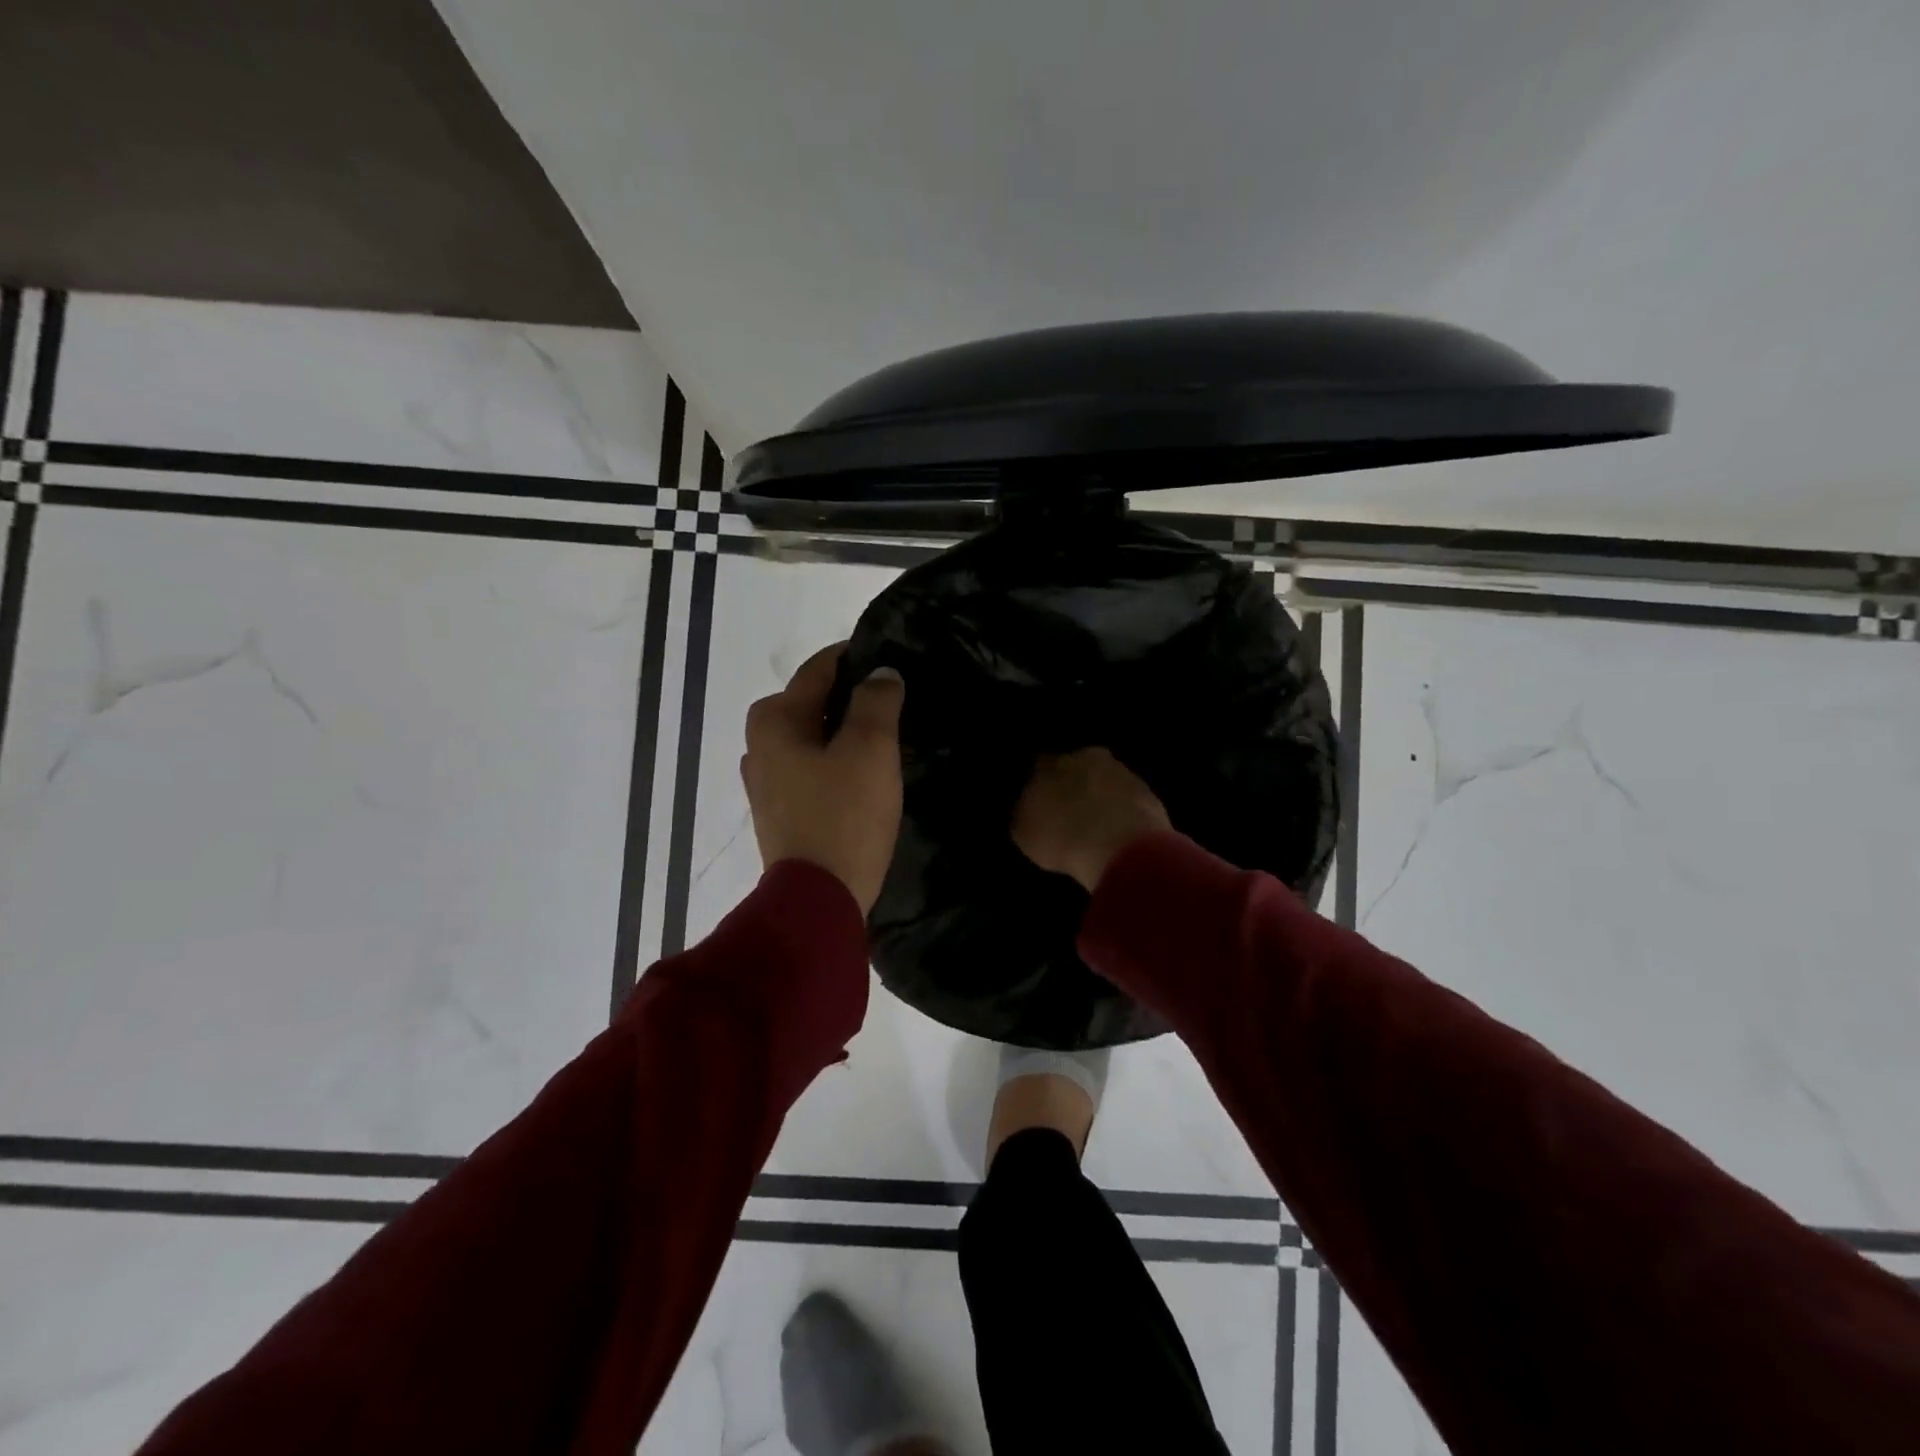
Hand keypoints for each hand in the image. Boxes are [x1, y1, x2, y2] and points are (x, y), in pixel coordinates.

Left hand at [742, 644, 904, 914]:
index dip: (856, 659)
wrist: (818, 900)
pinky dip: (833, 762)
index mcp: (774, 720)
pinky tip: (861, 775)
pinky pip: (809, 769)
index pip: (818, 669)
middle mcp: (759, 744)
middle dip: (849, 698)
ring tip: (883, 737)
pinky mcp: (779, 812)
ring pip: (810, 738)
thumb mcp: (870, 749)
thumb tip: (882, 673)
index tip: (891, 660)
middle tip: (893, 703)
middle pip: (810, 703)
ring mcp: (765, 782)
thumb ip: (876, 701)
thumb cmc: (844, 815)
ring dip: (841, 732)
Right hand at [1012, 747, 1171, 892]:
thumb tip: (1030, 807)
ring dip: (1102, 798)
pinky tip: (1119, 835)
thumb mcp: (1024, 831)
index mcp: (1051, 762)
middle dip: (1075, 785)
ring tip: (1097, 827)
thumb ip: (1026, 812)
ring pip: (1107, 781)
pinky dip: (1124, 813)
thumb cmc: (1061, 837)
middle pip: (1078, 768)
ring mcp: (1122, 773)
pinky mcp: (1149, 794)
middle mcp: (1087, 758)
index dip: (1042, 784)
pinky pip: (1130, 801)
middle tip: (1071, 812)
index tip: (1042, 803)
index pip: (1041, 765)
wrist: (1118, 848)